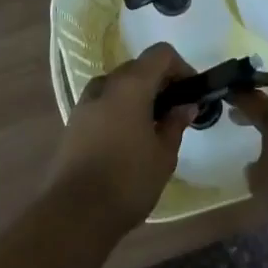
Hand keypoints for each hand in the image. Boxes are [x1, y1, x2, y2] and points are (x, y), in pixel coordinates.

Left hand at [48, 44, 196, 233]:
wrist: (75, 213)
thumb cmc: (128, 180)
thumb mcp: (164, 154)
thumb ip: (175, 123)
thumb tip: (186, 106)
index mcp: (130, 85)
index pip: (160, 54)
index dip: (181, 66)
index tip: (192, 92)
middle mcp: (105, 84)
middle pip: (138, 67)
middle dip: (160, 82)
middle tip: (176, 111)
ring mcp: (85, 102)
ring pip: (119, 85)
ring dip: (139, 96)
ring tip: (154, 127)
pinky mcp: (74, 121)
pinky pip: (104, 103)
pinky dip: (121, 109)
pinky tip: (130, 139)